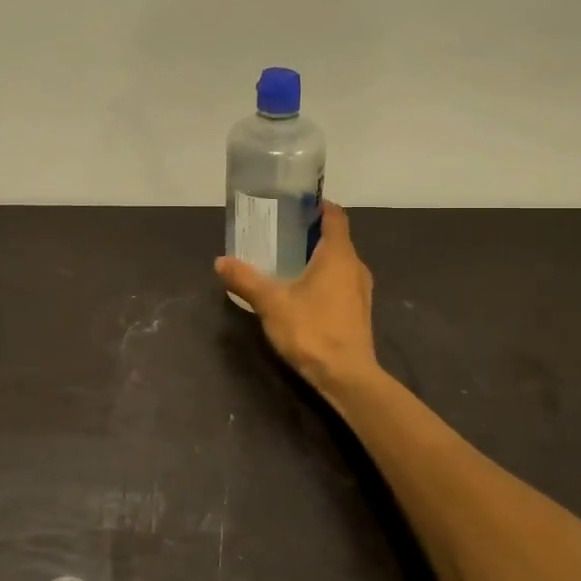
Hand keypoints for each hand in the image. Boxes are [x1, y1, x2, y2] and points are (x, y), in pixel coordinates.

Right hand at [215, 201, 378, 395]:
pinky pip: (341, 282)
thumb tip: (220, 262)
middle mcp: (355, 266)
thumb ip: (245, 280)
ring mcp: (360, 291)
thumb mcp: (271, 303)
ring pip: (339, 263)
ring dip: (317, 257)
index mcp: (338, 255)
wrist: (347, 377)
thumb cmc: (312, 330)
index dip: (318, 206)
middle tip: (281, 232)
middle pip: (336, 239)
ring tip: (287, 261)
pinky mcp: (358, 311)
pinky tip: (302, 291)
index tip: (296, 203)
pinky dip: (324, 278)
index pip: (335, 216)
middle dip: (311, 233)